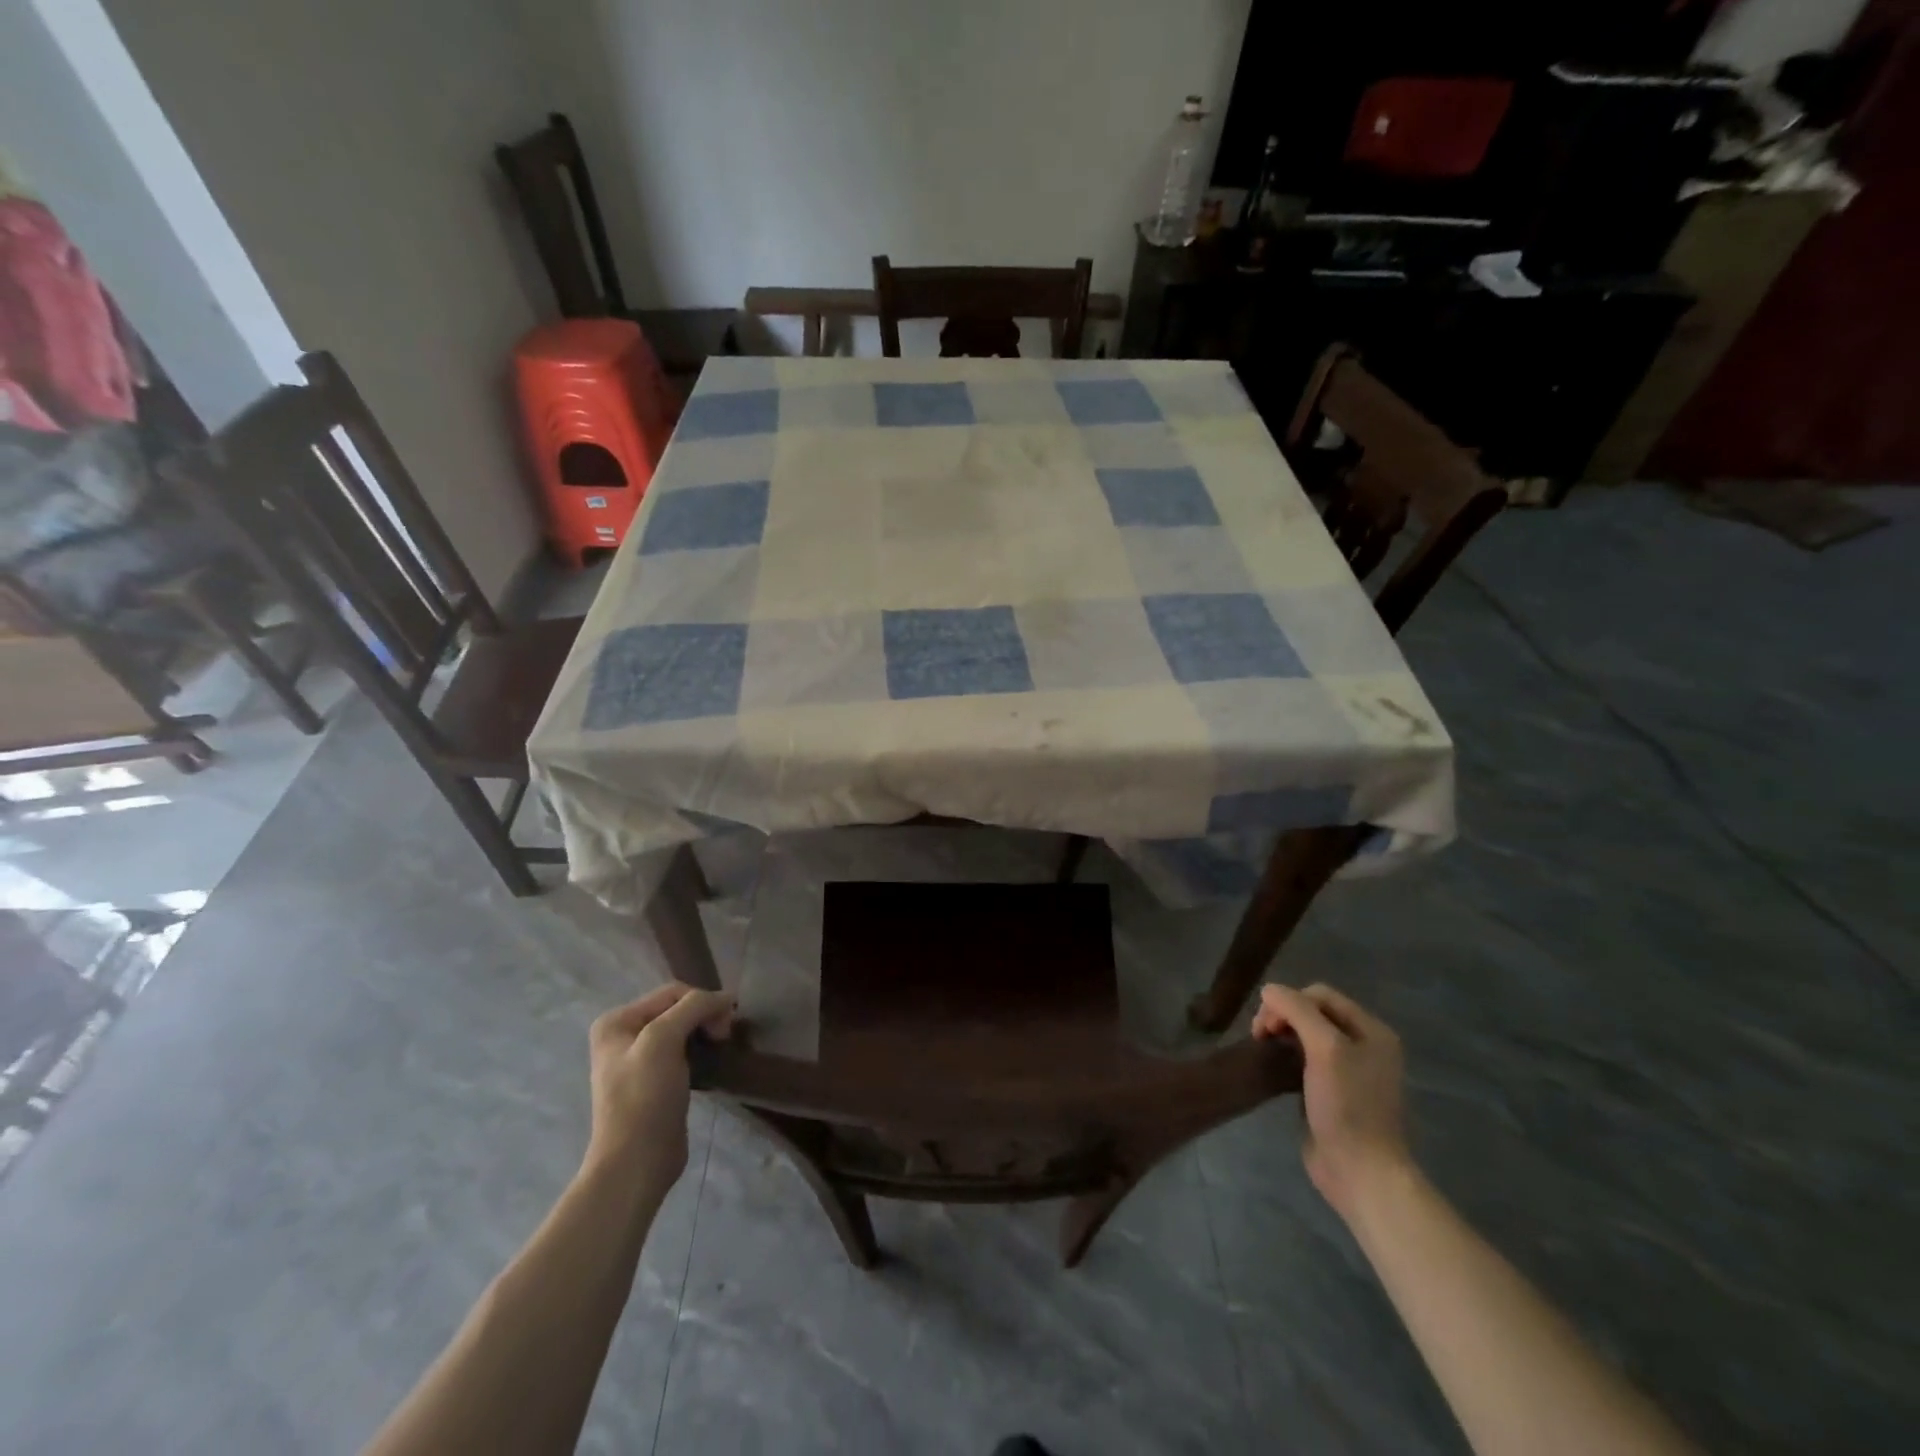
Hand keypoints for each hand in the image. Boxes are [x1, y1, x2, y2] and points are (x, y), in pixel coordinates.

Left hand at [584, 982, 733, 1194]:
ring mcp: (638, 1061)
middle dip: (705, 1016)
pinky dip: (701, 1051)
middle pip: (678, 1009)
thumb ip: (693, 1007)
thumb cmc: (644, 1097)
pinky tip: (711, 1063)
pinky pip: (684, 1053)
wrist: (636, 1163)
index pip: (672, 992)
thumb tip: (727, 997)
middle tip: (725, 1037)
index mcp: (616, 1021)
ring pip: (683, 1030)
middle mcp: (623, 1036)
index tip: (726, 1025)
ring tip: (721, 1047)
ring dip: (705, 1033)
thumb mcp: (663, 1040)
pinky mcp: (656, 1082)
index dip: (703, 1001)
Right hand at [1252, 982, 1411, 1222]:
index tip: (1266, 1026)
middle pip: (1313, 1012)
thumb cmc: (1347, 1106)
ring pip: (1306, 1035)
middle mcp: (1364, 1045)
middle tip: (1261, 1036)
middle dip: (1283, 1016)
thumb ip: (1297, 1011)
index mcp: (1372, 1031)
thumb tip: (1269, 990)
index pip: (1320, 994)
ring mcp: (1350, 1070)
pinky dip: (1287, 1056)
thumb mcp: (1325, 1048)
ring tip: (1265, 1049)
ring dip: (1283, 1035)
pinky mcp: (1333, 1092)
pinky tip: (1276, 1068)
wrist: (1360, 1172)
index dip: (1288, 1001)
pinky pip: (1306, 1059)